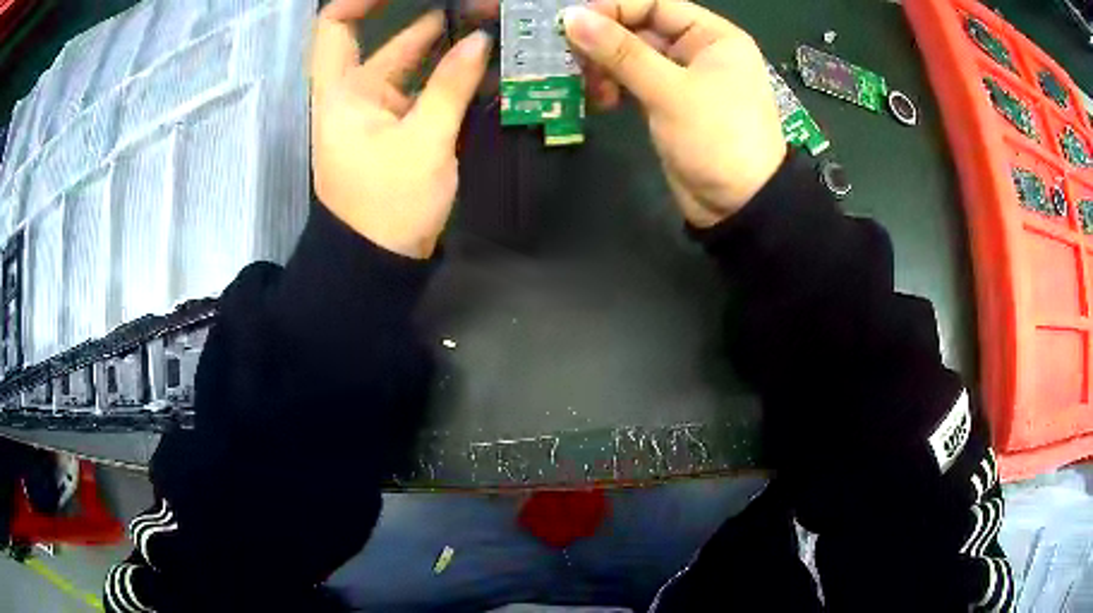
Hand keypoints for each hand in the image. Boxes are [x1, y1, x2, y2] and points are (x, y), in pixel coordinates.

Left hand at [310, 0, 491, 258]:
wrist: (377, 263)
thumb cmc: (387, 205)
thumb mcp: (423, 142)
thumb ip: (451, 86)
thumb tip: (479, 40)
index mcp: (343, 91)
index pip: (335, 26)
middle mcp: (357, 94)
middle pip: (391, 43)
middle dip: (434, 21)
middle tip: (479, 9)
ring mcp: (381, 112)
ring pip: (415, 67)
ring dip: (450, 49)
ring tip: (493, 31)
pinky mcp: (401, 130)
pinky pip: (426, 93)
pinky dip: (453, 80)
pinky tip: (487, 70)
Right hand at [563, 0, 786, 226]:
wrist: (739, 206)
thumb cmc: (717, 138)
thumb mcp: (670, 91)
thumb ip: (621, 52)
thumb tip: (571, 18)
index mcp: (713, 36)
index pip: (655, 5)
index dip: (613, 9)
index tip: (572, 22)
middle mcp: (698, 51)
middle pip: (640, 29)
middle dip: (605, 42)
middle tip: (570, 57)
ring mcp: (682, 78)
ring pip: (633, 57)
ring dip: (605, 68)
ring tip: (585, 86)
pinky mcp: (669, 104)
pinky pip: (634, 83)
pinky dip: (614, 88)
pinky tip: (598, 100)